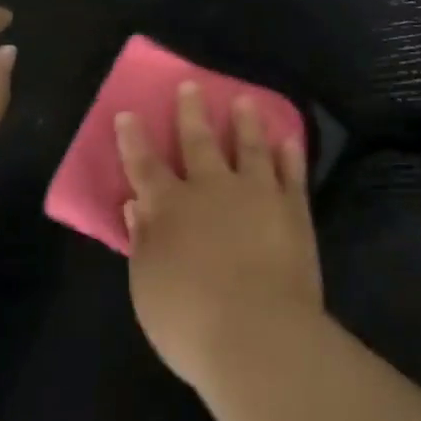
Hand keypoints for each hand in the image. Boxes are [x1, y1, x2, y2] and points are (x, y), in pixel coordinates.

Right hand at [117, 83, 323, 398]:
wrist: (259, 335)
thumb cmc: (192, 322)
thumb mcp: (148, 289)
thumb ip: (143, 243)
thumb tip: (137, 205)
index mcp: (172, 208)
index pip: (146, 166)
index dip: (134, 139)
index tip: (128, 113)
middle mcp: (212, 188)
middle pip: (199, 142)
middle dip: (192, 112)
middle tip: (191, 85)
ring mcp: (256, 193)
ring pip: (249, 146)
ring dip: (245, 122)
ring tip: (244, 100)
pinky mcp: (292, 208)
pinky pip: (291, 173)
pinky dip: (289, 154)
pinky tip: (289, 139)